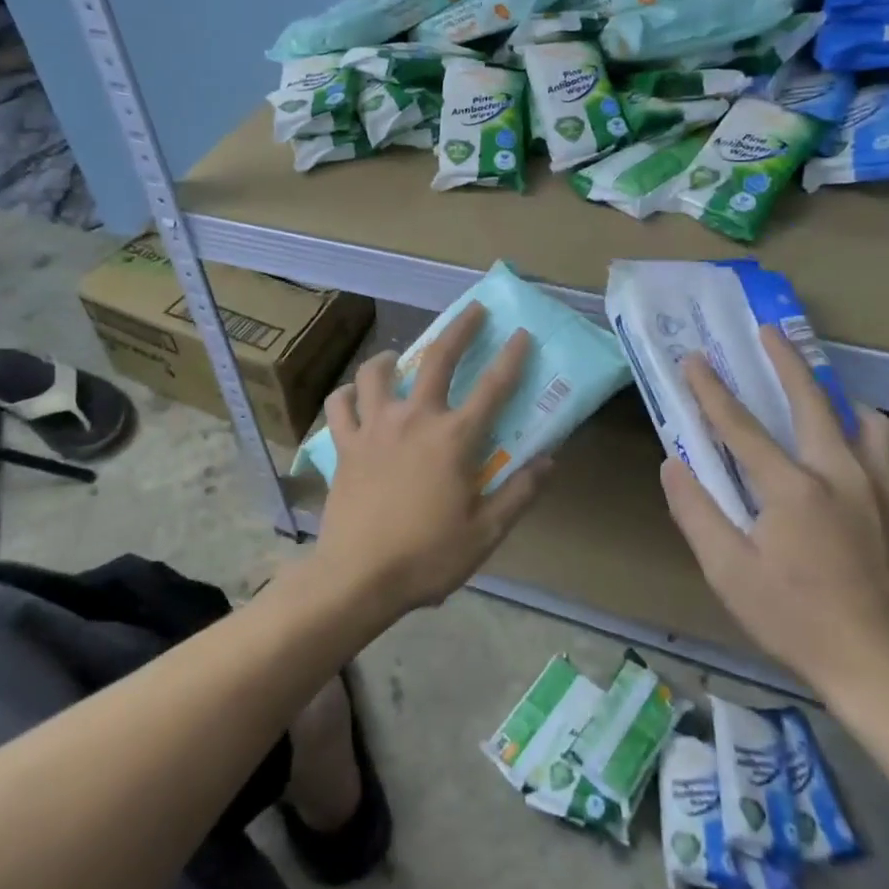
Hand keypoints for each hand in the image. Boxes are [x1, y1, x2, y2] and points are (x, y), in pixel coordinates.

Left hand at [316, 303, 552, 615]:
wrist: (358, 577)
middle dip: (460, 329)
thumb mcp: (485, 533)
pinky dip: (347, 395)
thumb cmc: (427, 557)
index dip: (512, 358)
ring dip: (389, 357)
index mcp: (454, 438)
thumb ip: (519, 493)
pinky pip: (340, 405)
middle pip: (437, 359)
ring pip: (376, 372)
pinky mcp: (344, 444)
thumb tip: (548, 461)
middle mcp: (414, 418)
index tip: (522, 334)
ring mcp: (374, 427)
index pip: (493, 387)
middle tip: (473, 311)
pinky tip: (354, 398)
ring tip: (396, 357)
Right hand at [659, 331, 888, 708]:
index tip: (694, 359)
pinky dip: (868, 434)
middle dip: (785, 361)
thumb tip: (672, 464)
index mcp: (791, 488)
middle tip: (767, 332)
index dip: (711, 389)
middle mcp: (840, 473)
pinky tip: (854, 448)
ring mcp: (881, 488)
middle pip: (811, 400)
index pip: (739, 425)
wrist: (884, 668)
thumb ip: (696, 512)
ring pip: (866, 420)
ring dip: (837, 398)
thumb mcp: (728, 572)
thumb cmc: (794, 619)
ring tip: (817, 396)